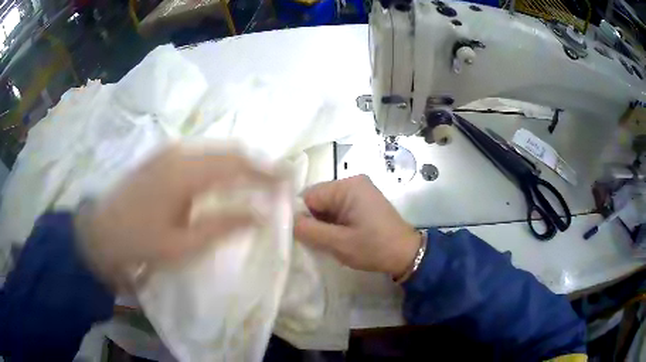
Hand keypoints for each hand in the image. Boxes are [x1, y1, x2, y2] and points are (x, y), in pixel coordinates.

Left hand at [75, 144, 276, 289]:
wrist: (100, 233)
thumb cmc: (140, 243)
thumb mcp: (183, 244)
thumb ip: (224, 225)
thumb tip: (261, 214)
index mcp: (185, 172)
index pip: (238, 165)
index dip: (267, 172)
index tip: (289, 181)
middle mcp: (179, 152)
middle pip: (229, 151)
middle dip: (257, 166)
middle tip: (277, 182)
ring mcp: (168, 151)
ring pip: (215, 151)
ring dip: (239, 165)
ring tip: (256, 182)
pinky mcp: (161, 156)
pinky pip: (200, 154)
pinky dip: (220, 165)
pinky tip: (224, 180)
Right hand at [294, 175, 420, 277]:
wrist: (406, 254)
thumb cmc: (374, 248)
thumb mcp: (338, 243)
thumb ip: (309, 231)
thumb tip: (287, 221)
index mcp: (347, 186)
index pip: (309, 196)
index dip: (302, 216)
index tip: (304, 236)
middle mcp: (353, 181)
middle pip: (318, 198)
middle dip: (314, 220)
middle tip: (318, 241)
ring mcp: (360, 190)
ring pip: (327, 204)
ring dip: (325, 222)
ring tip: (331, 240)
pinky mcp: (364, 200)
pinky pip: (339, 207)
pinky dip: (335, 222)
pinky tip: (340, 236)